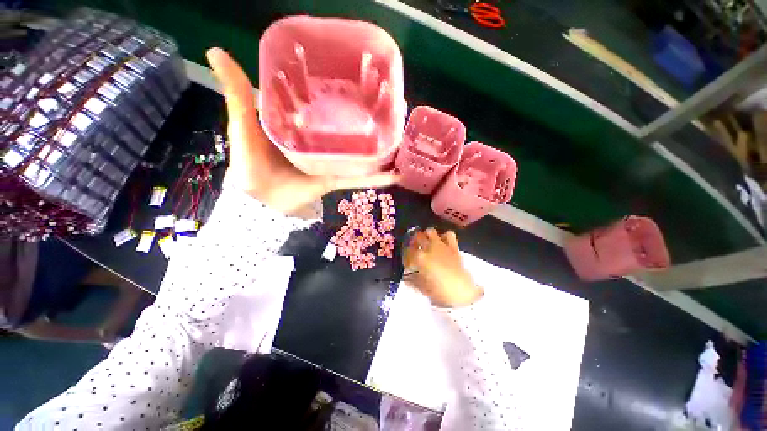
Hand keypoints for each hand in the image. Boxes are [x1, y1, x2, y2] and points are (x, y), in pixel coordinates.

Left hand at [206, 48, 399, 214]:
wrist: (261, 203)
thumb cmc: (250, 164)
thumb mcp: (243, 125)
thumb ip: (238, 93)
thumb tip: (216, 49)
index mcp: (300, 123)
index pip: (321, 101)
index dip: (337, 89)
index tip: (355, 76)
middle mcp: (318, 140)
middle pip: (345, 126)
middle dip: (365, 117)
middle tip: (388, 104)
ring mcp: (330, 160)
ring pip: (357, 151)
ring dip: (377, 146)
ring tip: (398, 135)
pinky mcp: (335, 179)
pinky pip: (359, 178)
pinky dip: (376, 178)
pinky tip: (394, 175)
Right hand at [403, 228, 483, 307]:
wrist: (463, 293)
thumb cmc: (440, 293)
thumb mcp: (423, 288)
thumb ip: (413, 281)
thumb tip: (407, 278)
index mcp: (419, 258)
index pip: (408, 251)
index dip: (406, 256)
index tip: (407, 262)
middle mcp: (429, 248)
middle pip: (417, 237)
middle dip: (413, 242)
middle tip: (414, 248)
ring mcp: (441, 246)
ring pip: (430, 231)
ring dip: (426, 235)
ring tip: (426, 241)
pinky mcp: (453, 247)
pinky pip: (449, 235)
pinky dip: (444, 236)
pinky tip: (442, 241)